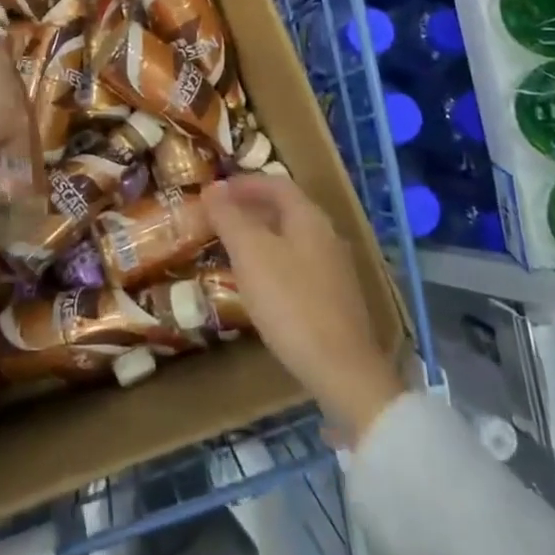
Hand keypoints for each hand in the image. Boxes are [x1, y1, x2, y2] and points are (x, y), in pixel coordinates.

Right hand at [204, 173, 403, 444]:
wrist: (342, 371)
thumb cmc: (290, 302)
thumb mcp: (250, 254)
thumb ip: (230, 217)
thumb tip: (213, 188)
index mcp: (309, 218)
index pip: (276, 184)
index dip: (244, 183)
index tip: (214, 191)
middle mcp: (326, 236)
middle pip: (286, 209)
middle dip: (250, 208)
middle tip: (218, 218)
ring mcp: (334, 270)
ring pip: (291, 239)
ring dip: (260, 236)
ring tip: (230, 248)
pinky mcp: (334, 300)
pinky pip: (297, 265)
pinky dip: (272, 261)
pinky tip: (257, 284)